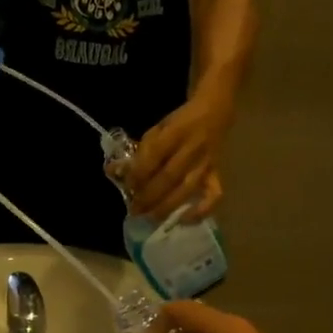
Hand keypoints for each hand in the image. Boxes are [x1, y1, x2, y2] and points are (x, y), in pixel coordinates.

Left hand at [128, 97, 229, 217]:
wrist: (214, 112)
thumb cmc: (179, 123)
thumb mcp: (157, 128)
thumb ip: (139, 150)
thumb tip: (115, 171)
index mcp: (176, 131)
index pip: (155, 155)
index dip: (138, 174)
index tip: (127, 186)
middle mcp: (193, 149)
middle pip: (169, 177)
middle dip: (149, 196)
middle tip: (135, 210)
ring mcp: (206, 163)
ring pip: (187, 189)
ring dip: (166, 207)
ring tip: (150, 217)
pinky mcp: (217, 174)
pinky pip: (213, 196)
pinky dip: (200, 211)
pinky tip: (183, 220)